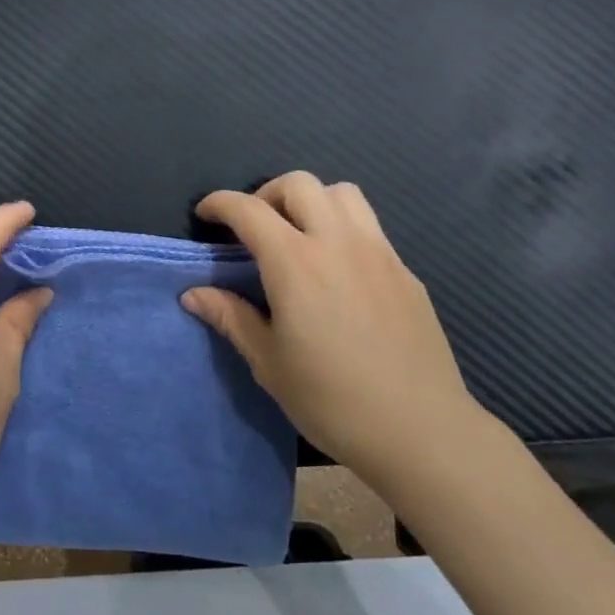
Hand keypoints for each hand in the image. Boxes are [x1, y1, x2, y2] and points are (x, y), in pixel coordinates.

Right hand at [182, 171, 485, 486]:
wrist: (421, 431)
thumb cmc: (332, 400)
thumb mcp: (269, 363)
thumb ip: (230, 318)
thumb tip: (193, 294)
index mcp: (296, 263)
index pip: (248, 209)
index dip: (219, 203)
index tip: (206, 214)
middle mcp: (338, 242)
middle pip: (299, 184)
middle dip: (267, 194)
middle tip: (255, 229)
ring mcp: (378, 253)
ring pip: (342, 194)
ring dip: (312, 201)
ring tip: (299, 236)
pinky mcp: (405, 271)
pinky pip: (369, 226)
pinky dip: (343, 228)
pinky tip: (338, 270)